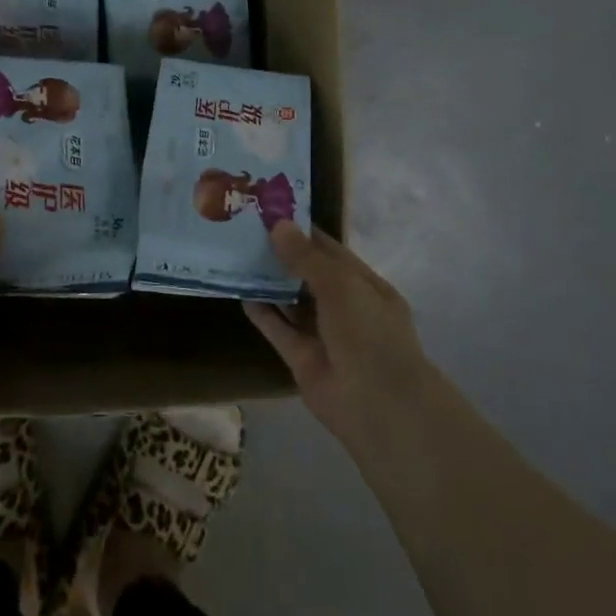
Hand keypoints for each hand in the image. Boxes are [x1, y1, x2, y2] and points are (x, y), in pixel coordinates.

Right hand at [245, 224, 430, 441]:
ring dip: (270, 283)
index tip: (271, 212)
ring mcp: (323, 334)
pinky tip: (241, 294)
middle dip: (282, 255)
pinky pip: (279, 330)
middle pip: (309, 275)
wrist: (377, 403)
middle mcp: (345, 307)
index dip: (303, 232)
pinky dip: (262, 314)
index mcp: (365, 286)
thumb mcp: (341, 285)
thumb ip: (306, 258)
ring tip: (238, 256)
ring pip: (292, 303)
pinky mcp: (302, 358)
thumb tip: (278, 225)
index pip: (331, 251)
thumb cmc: (368, 333)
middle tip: (245, 231)